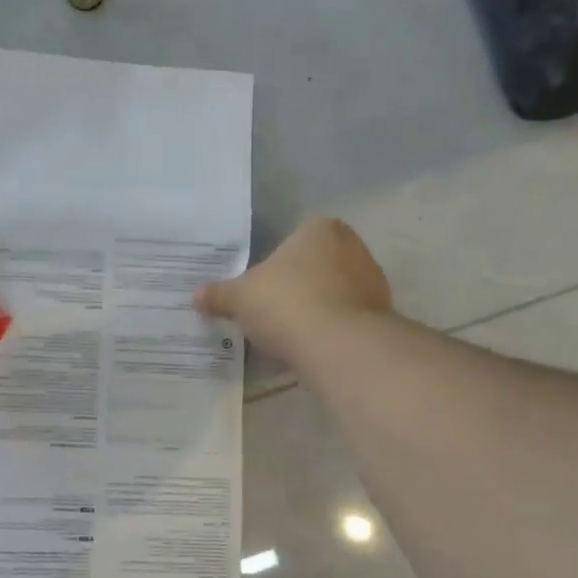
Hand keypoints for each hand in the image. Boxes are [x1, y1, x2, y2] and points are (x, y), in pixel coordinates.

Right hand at [195, 218, 391, 364]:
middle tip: (269, 310)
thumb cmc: (286, 304)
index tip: (259, 287)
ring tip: (287, 334)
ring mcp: (372, 283)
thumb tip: (196, 296)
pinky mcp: (381, 317)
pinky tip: (308, 348)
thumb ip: (219, 294)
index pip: (294, 239)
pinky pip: (344, 320)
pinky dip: (328, 331)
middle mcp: (353, 248)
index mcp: (320, 229)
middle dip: (296, 286)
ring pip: (332, 294)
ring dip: (313, 310)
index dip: (274, 263)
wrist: (338, 346)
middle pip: (315, 266)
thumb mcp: (239, 298)